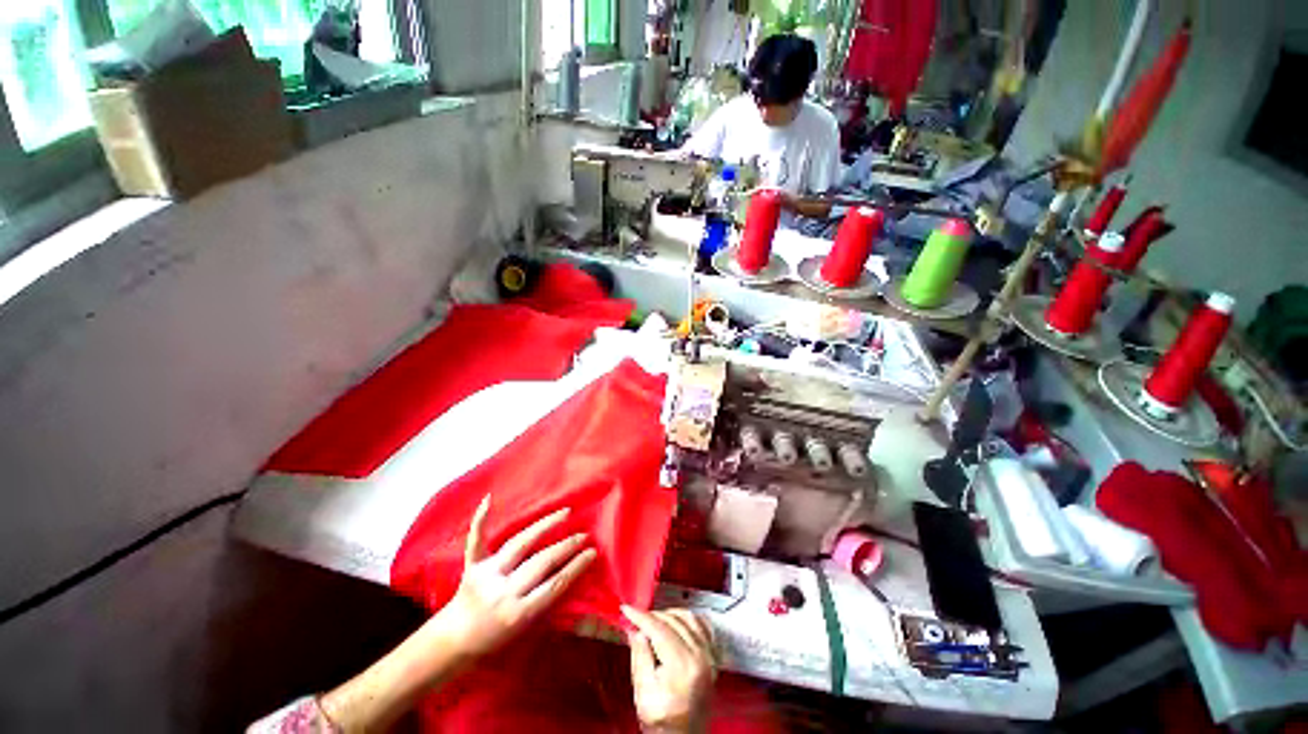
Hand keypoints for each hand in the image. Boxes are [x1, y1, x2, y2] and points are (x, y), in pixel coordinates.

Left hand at [439, 497, 597, 658]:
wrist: (452, 643)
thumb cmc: (494, 642)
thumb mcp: (525, 634)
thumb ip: (548, 608)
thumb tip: (575, 586)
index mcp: (518, 613)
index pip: (556, 585)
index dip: (576, 566)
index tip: (592, 552)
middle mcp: (503, 591)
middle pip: (542, 562)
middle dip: (567, 546)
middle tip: (584, 535)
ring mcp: (486, 575)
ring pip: (520, 543)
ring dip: (545, 526)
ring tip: (565, 513)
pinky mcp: (472, 566)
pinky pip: (476, 540)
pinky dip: (481, 519)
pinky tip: (489, 499)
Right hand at [623, 606, 716, 733]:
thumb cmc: (662, 722)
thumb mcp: (643, 694)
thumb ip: (640, 657)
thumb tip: (636, 629)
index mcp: (682, 665)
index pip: (659, 629)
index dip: (641, 616)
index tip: (626, 609)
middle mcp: (700, 655)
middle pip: (673, 620)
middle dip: (652, 616)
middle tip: (637, 620)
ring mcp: (710, 655)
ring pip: (688, 617)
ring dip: (669, 615)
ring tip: (653, 622)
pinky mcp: (713, 657)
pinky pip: (702, 625)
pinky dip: (687, 618)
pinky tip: (676, 622)